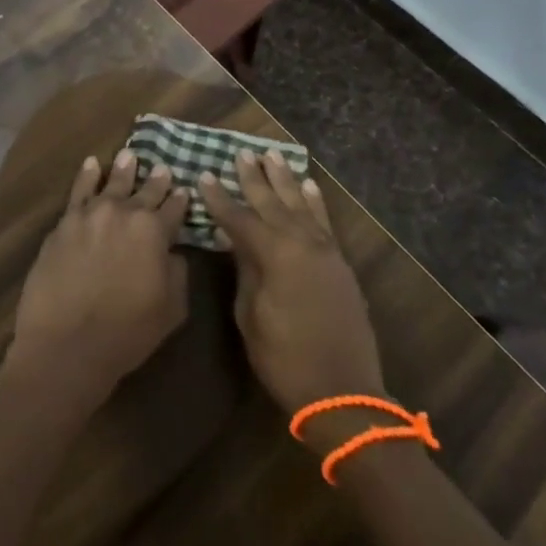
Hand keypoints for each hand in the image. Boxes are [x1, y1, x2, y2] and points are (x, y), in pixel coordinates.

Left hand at [4, 151, 191, 413]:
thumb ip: (178, 273)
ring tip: (129, 155)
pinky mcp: (63, 224)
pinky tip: (91, 164)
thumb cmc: (128, 332)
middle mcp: (124, 213)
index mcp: (155, 231)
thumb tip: (173, 252)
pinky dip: (86, 175)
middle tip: (162, 167)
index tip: (184, 190)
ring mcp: (90, 215)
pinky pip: (78, 191)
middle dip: (155, 180)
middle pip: (144, 191)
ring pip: (111, 183)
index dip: (180, 200)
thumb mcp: (172, 308)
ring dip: (122, 169)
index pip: (174, 209)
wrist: (67, 343)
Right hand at [198, 152, 387, 449]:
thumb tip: (237, 240)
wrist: (343, 392)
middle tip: (241, 153)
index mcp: (275, 255)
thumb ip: (245, 271)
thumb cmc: (284, 358)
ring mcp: (326, 252)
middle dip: (254, 178)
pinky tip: (309, 186)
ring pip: (301, 205)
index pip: (240, 218)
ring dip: (285, 180)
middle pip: (273, 203)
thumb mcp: (250, 315)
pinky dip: (316, 202)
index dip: (219, 198)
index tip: (203, 175)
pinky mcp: (340, 264)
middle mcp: (302, 244)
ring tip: (273, 156)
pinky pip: (325, 222)